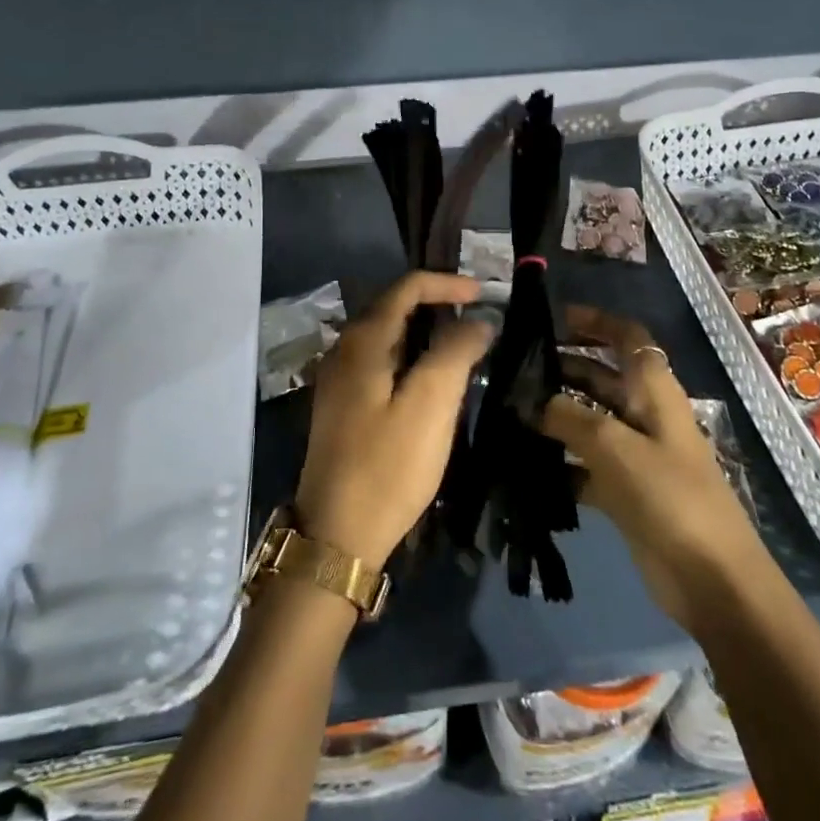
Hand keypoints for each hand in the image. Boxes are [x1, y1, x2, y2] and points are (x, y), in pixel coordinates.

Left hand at [295, 272, 492, 568]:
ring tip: (462, 346)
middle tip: (477, 318)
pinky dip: (410, 356)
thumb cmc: (387, 466)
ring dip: (425, 332)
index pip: (406, 288)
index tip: (484, 294)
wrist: (336, 536)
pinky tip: (431, 379)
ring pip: (387, 336)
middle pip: (393, 307)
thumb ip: (456, 352)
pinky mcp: (342, 406)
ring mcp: (338, 380)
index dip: (446, 283)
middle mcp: (343, 350)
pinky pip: (381, 362)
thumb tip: (478, 319)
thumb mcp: (431, 405)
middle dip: (436, 304)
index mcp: (362, 342)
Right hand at [539, 305, 767, 635]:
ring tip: (508, 412)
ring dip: (555, 416)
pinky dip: (560, 462)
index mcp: (654, 390)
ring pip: (589, 421)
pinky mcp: (625, 491)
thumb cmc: (669, 496)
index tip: (553, 318)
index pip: (627, 337)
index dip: (595, 321)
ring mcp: (636, 453)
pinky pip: (585, 465)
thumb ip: (569, 417)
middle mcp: (645, 414)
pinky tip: (525, 465)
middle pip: (601, 377)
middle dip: (562, 368)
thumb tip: (529, 401)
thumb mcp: (615, 447)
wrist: (712, 580)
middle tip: (513, 369)